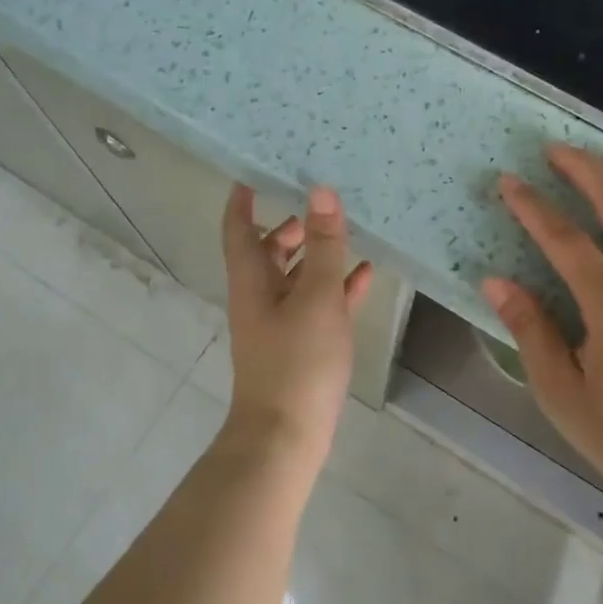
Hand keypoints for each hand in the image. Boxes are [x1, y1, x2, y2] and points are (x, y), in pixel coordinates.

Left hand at [220, 183, 372, 468]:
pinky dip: (335, 288)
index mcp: (251, 280)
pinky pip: (317, 305)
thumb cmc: (297, 360)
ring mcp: (280, 323)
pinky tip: (364, 276)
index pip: (238, 228)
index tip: (254, 169)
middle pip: (268, 250)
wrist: (286, 435)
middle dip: (289, 225)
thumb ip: (324, 246)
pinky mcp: (300, 345)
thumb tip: (321, 192)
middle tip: (318, 199)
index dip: (242, 198)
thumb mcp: (316, 297)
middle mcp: (260, 297)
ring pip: (296, 277)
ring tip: (347, 231)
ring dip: (316, 255)